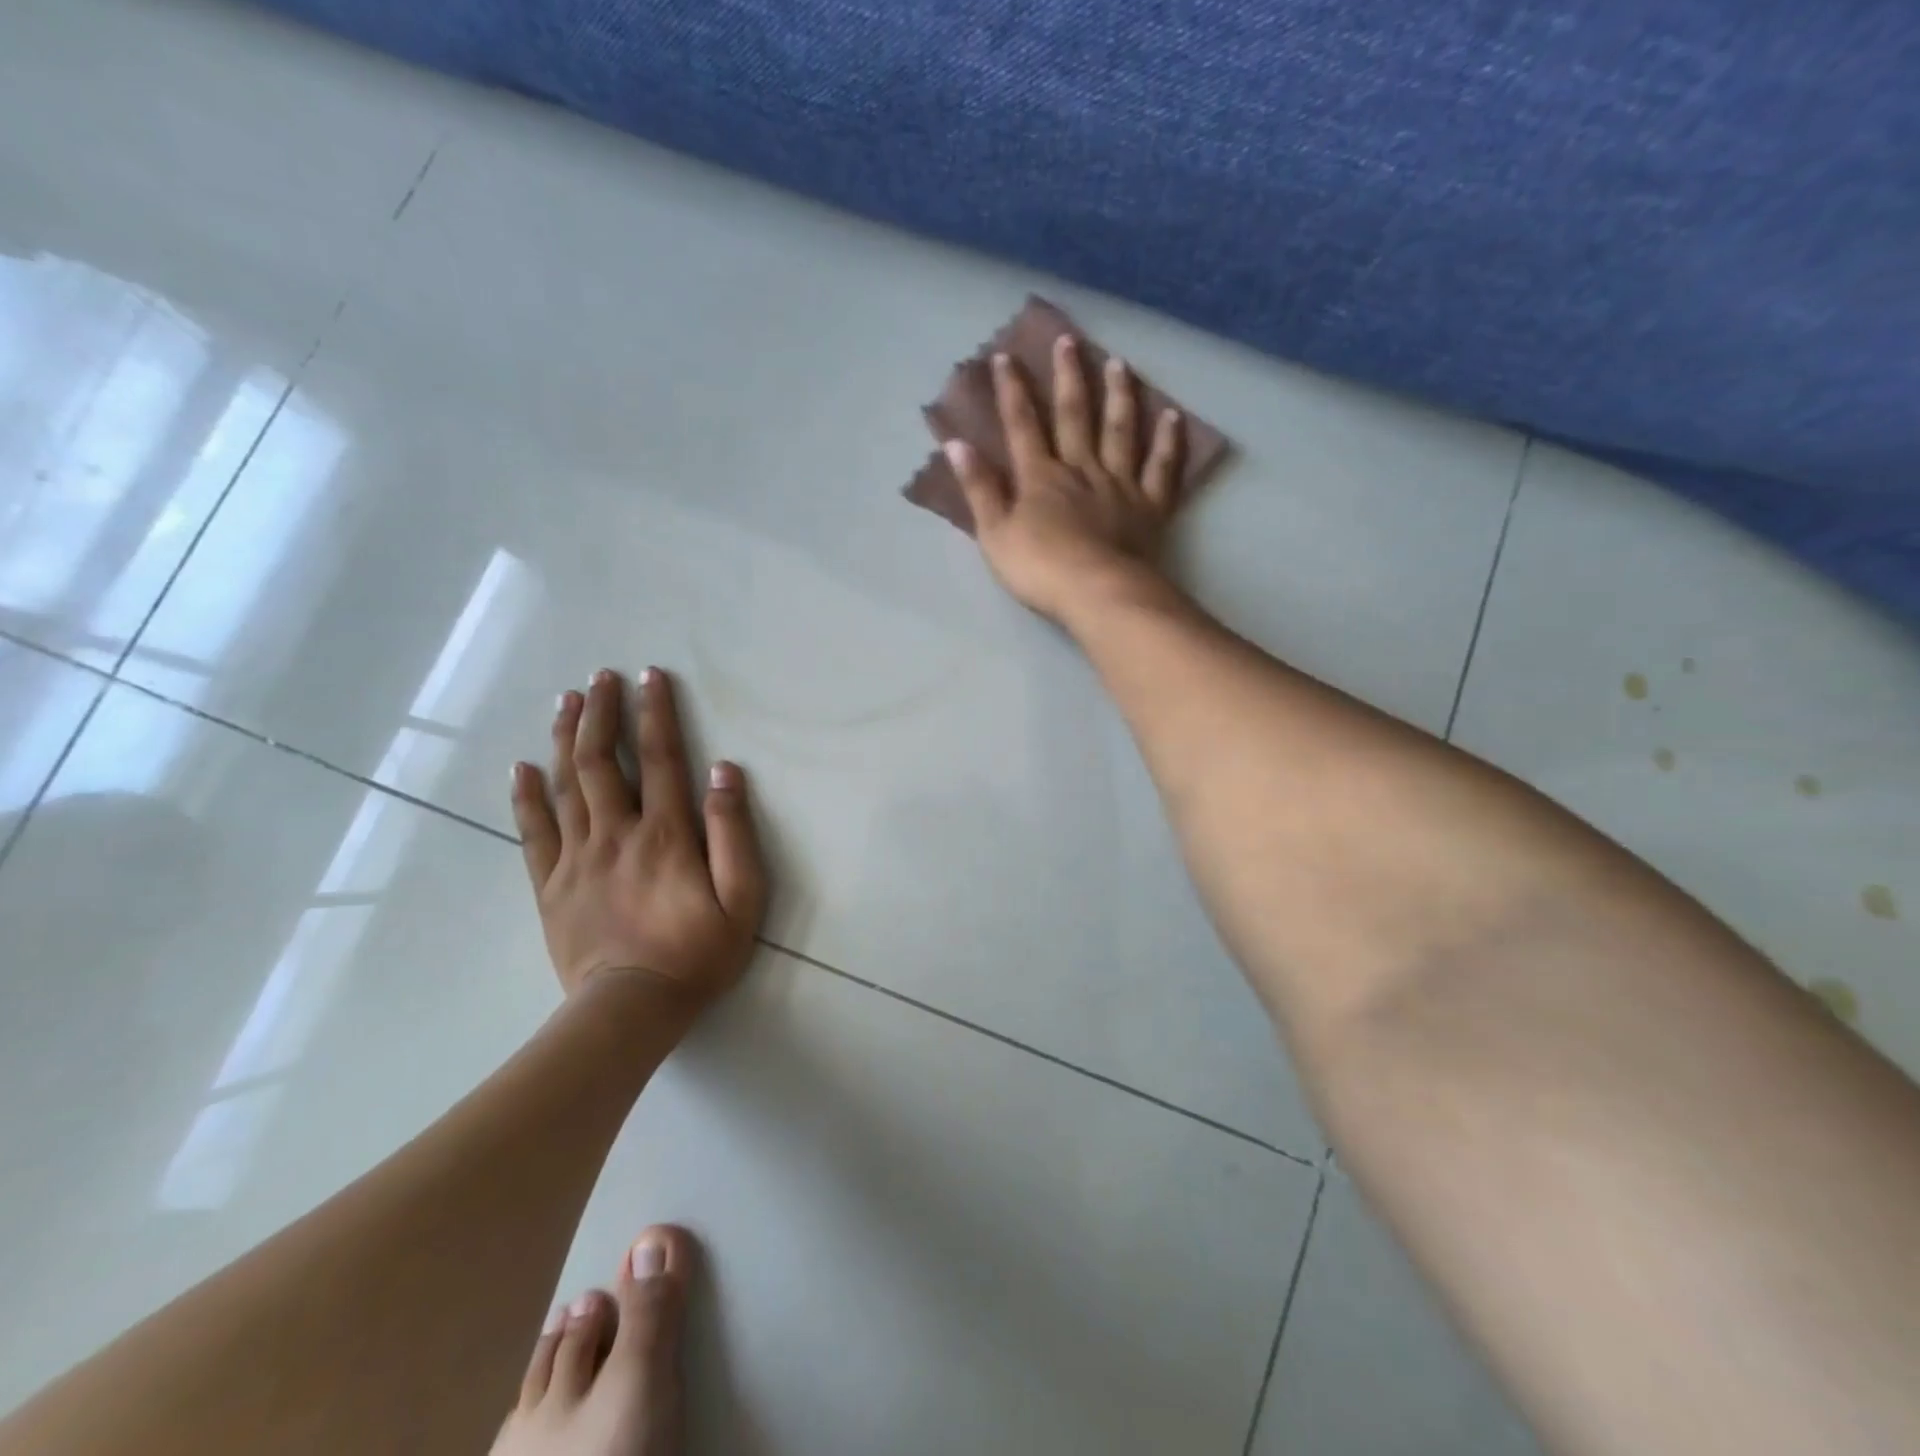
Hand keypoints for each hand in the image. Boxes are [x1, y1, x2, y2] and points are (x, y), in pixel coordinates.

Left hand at [511, 668, 767, 1014]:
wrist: (629, 1010)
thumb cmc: (697, 954)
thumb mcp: (741, 899)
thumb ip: (733, 833)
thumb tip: (723, 772)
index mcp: (665, 835)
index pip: (659, 758)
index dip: (655, 713)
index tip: (650, 677)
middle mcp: (616, 834)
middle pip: (600, 761)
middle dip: (601, 713)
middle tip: (600, 677)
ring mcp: (577, 859)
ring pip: (564, 786)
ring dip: (564, 739)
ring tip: (566, 702)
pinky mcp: (551, 886)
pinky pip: (533, 832)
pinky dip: (526, 796)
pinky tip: (520, 768)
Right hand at [946, 338, 1183, 623]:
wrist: (1098, 593)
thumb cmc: (1040, 570)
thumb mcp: (995, 534)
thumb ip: (979, 489)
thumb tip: (957, 445)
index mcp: (1040, 477)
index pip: (1022, 425)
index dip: (1012, 391)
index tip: (1006, 357)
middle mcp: (1081, 469)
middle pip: (1074, 416)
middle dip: (1069, 377)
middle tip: (1069, 339)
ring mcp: (1120, 484)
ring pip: (1121, 430)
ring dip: (1119, 395)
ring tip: (1119, 363)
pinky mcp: (1150, 506)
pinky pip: (1162, 467)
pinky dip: (1168, 440)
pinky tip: (1173, 416)